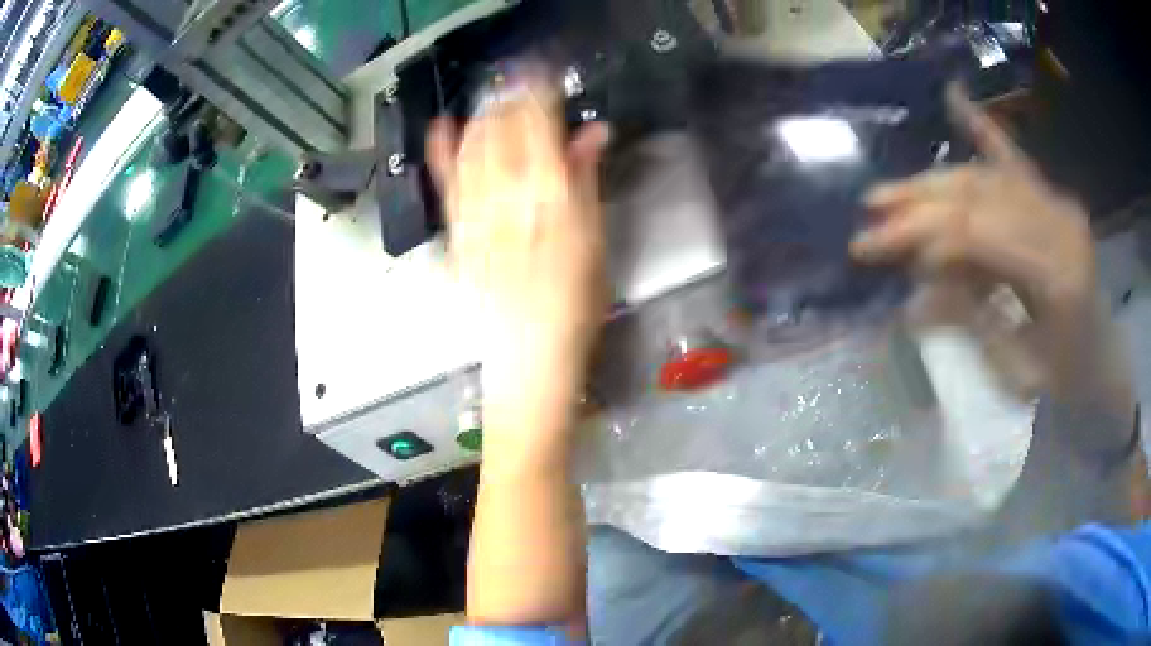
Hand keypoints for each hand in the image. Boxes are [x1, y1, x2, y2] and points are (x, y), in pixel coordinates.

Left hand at [427, 73, 609, 463]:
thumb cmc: (574, 306)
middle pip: (502, 133)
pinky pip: (446, 184)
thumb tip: (594, 132)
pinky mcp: (457, 233)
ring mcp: (476, 215)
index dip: (538, 95)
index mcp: (550, 197)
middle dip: (508, 99)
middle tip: (517, 79)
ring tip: (490, 96)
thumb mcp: (596, 242)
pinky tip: (441, 127)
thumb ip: (587, 181)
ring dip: (481, 116)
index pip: (539, 128)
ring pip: (473, 150)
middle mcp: (508, 197)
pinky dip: (442, 152)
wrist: (527, 358)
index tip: (542, 73)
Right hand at [850, 85, 1111, 402]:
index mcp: (1057, 273)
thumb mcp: (1017, 371)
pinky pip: (1014, 158)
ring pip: (985, 178)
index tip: (878, 248)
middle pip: (978, 196)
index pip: (980, 233)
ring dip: (934, 182)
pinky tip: (955, 97)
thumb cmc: (1065, 379)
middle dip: (919, 204)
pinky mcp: (1051, 197)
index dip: (926, 235)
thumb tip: (912, 299)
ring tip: (888, 194)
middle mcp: (1058, 222)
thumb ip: (971, 323)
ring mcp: (1056, 202)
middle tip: (870, 215)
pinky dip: (983, 128)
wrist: (1102, 359)